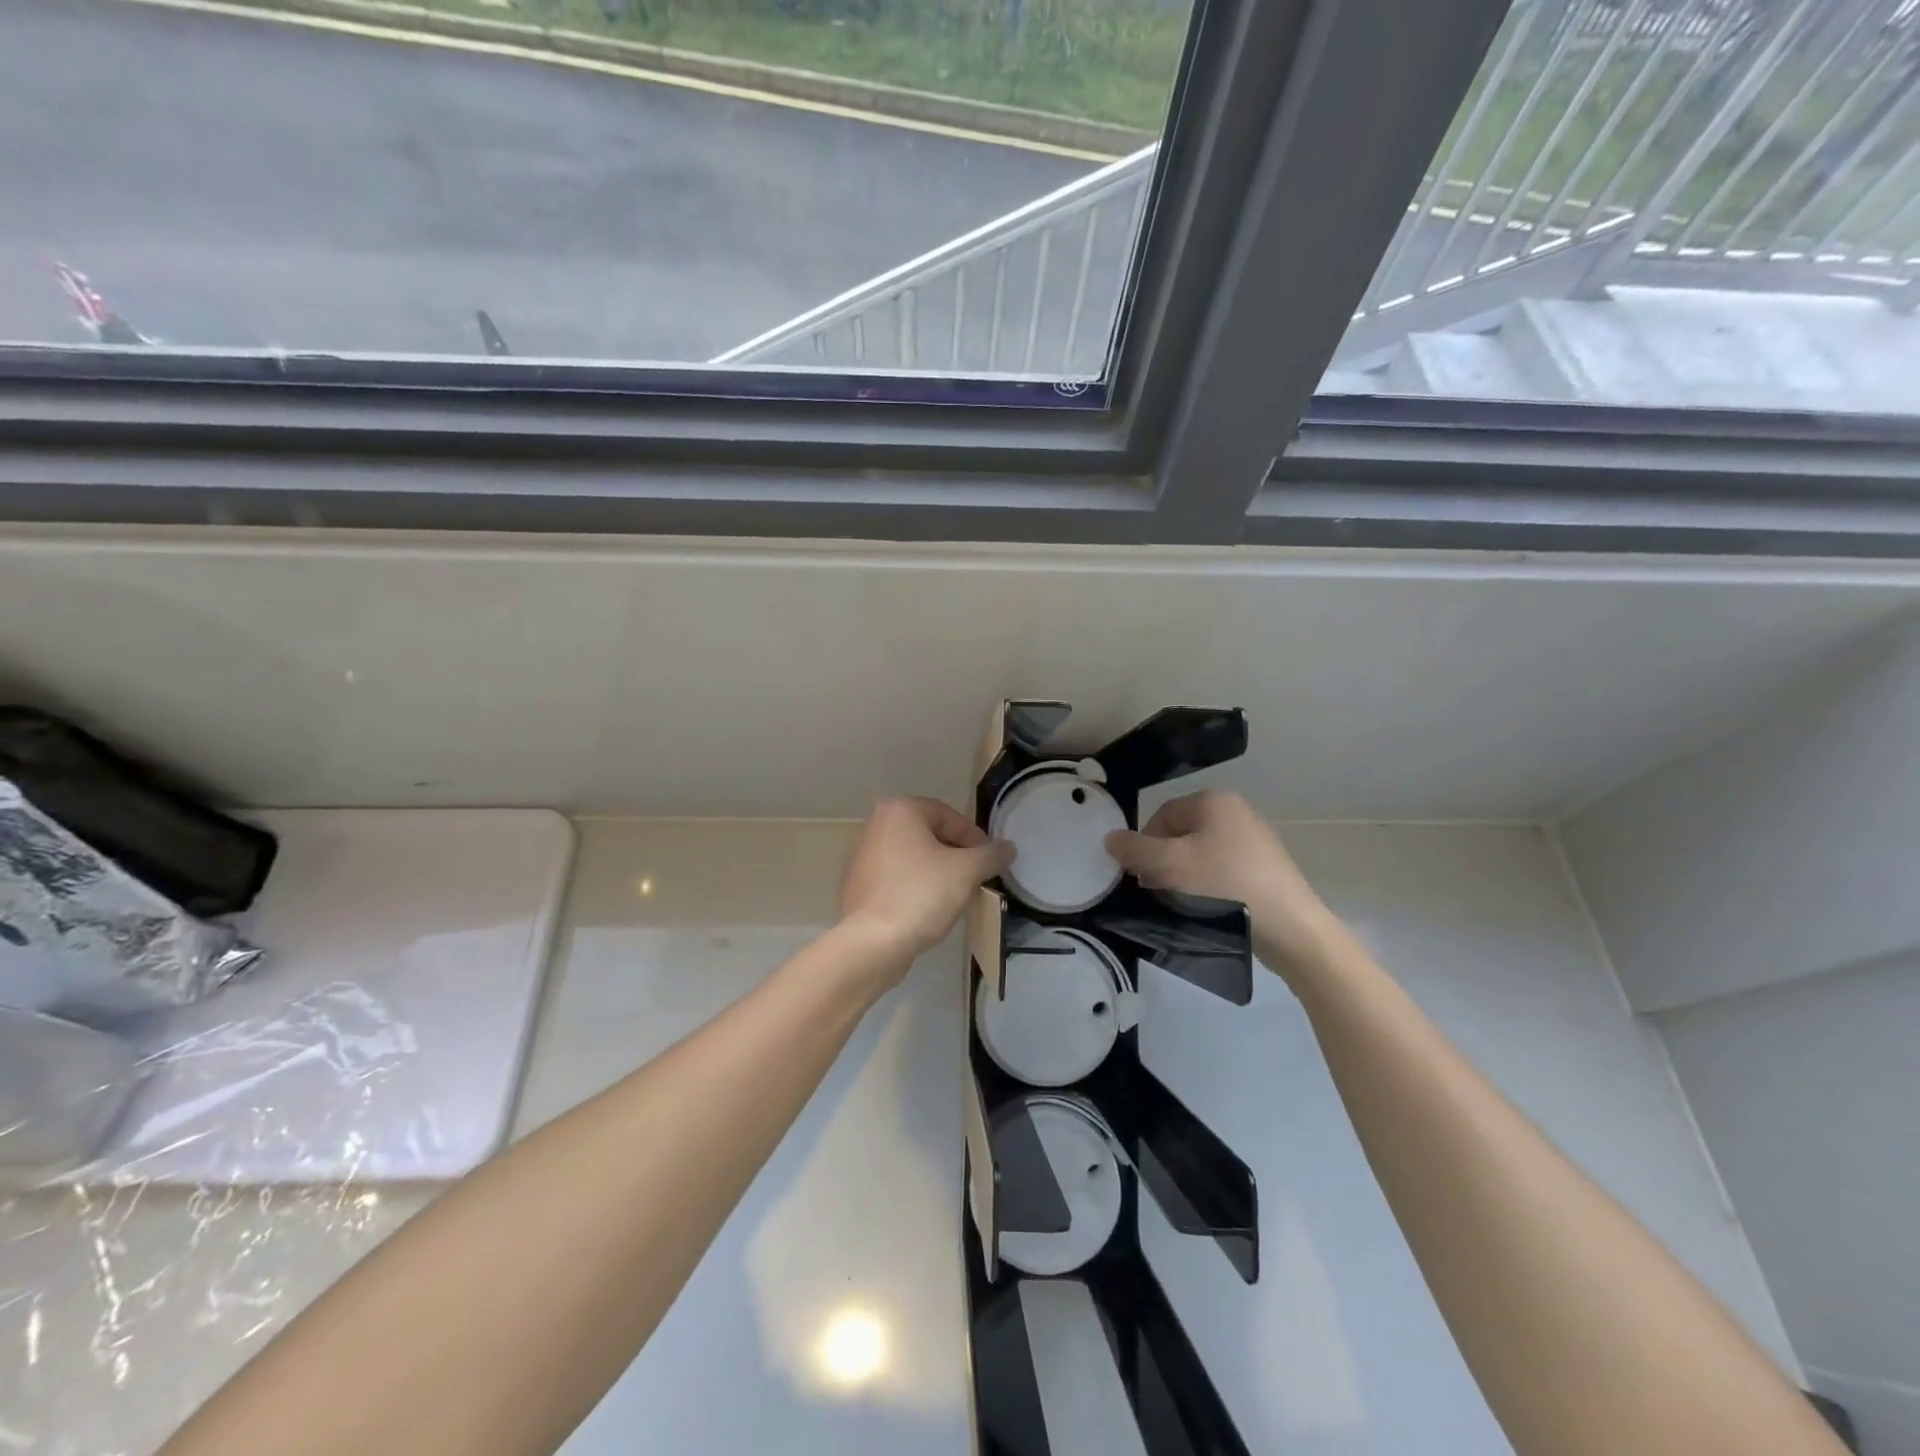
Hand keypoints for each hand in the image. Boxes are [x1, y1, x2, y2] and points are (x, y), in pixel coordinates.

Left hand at [838, 797, 1013, 971]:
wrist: (872, 943)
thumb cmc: (920, 895)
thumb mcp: (966, 871)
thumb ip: (991, 855)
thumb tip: (1008, 847)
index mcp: (899, 810)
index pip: (949, 816)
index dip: (975, 838)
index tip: (989, 861)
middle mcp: (875, 824)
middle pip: (929, 834)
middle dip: (955, 855)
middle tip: (975, 877)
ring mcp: (861, 855)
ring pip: (912, 857)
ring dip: (936, 871)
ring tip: (955, 895)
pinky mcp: (857, 884)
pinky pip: (895, 877)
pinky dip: (914, 886)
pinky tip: (928, 908)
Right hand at [1105, 791, 1344, 975]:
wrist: (1291, 928)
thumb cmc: (1224, 885)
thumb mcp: (1169, 865)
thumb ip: (1134, 849)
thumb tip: (1110, 838)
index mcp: (1214, 800)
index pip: (1161, 816)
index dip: (1144, 845)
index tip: (1141, 876)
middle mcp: (1237, 811)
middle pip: (1180, 834)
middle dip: (1164, 862)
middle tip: (1160, 891)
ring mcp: (1256, 839)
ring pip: (1201, 854)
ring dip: (1185, 877)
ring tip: (1185, 904)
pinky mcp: (1267, 868)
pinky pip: (1224, 870)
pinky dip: (1210, 886)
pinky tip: (1210, 909)